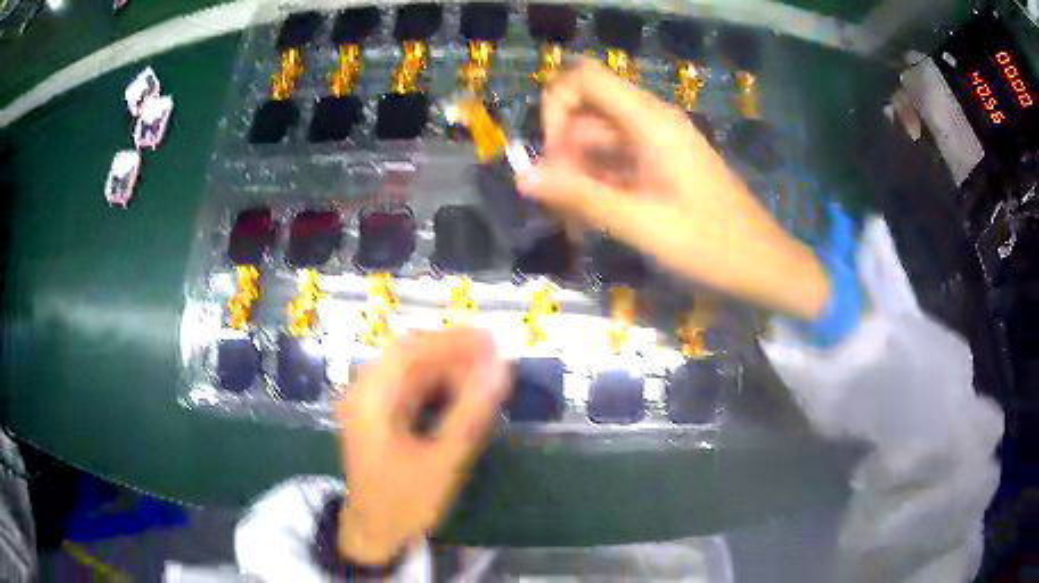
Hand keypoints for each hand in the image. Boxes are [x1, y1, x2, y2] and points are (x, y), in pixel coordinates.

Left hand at [335, 329, 509, 563]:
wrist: (374, 532)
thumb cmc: (404, 501)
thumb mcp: (442, 460)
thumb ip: (470, 413)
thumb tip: (501, 370)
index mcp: (370, 398)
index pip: (410, 350)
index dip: (452, 340)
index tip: (492, 341)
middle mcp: (364, 392)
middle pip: (410, 355)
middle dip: (453, 353)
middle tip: (494, 358)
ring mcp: (369, 403)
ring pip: (411, 371)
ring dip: (447, 369)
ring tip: (485, 375)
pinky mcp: (378, 415)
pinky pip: (409, 388)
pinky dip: (437, 386)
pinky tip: (462, 394)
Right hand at [517, 59, 828, 319]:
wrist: (763, 265)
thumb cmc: (710, 245)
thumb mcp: (641, 224)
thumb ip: (580, 196)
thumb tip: (522, 177)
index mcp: (651, 122)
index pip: (584, 78)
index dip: (556, 106)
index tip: (552, 156)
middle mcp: (652, 122)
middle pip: (587, 110)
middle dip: (564, 150)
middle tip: (562, 202)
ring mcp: (659, 143)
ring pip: (599, 138)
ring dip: (579, 173)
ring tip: (577, 222)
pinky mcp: (663, 164)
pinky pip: (618, 160)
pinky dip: (600, 183)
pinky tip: (595, 220)